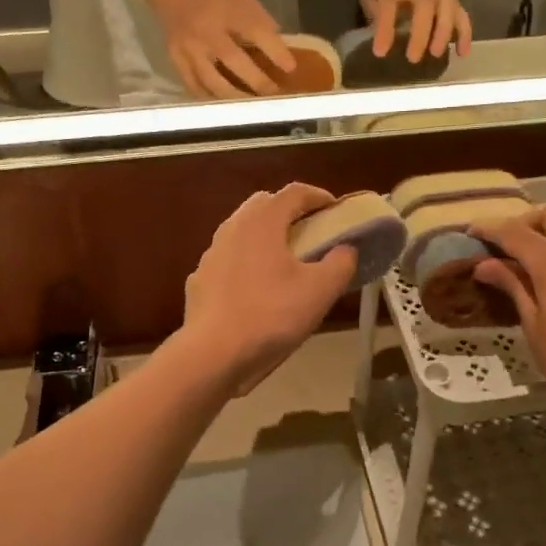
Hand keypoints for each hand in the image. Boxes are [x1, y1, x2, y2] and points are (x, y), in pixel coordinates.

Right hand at [153, 0, 296, 99]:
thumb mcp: (244, 3)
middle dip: (257, 81)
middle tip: (274, 95)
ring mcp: (189, 48)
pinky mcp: (176, 61)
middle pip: (233, 59)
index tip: (291, 68)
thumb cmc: (218, 1)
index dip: (275, 51)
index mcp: (228, 10)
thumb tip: (282, 58)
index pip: (255, 30)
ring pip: (212, 80)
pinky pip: (195, 87)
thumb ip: (263, 27)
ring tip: (252, 108)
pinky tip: (226, 108)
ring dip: (235, 97)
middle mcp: (207, 30)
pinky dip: (212, 99)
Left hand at [177, 184, 358, 394]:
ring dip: (265, 236)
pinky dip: (245, 262)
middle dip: (289, 211)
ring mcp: (211, 253)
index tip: (335, 210)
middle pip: (263, 205)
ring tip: (284, 260)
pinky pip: (228, 260)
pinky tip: (255, 288)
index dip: (319, 196)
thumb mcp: (320, 291)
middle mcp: (232, 227)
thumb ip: (340, 263)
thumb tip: (346, 249)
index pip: (294, 192)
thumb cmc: (271, 315)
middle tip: (310, 231)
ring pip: (241, 231)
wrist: (212, 354)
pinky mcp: (199, 280)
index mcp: (262, 221)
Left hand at [358, 0, 471, 62]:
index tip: (380, 52)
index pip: (389, 3)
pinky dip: (464, 32)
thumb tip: (383, 43)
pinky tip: (462, 52)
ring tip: (440, 55)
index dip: (386, 27)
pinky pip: (459, 12)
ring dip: (447, 32)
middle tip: (413, 58)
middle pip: (425, 4)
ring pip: (448, 5)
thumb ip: (376, 15)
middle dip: (422, 32)